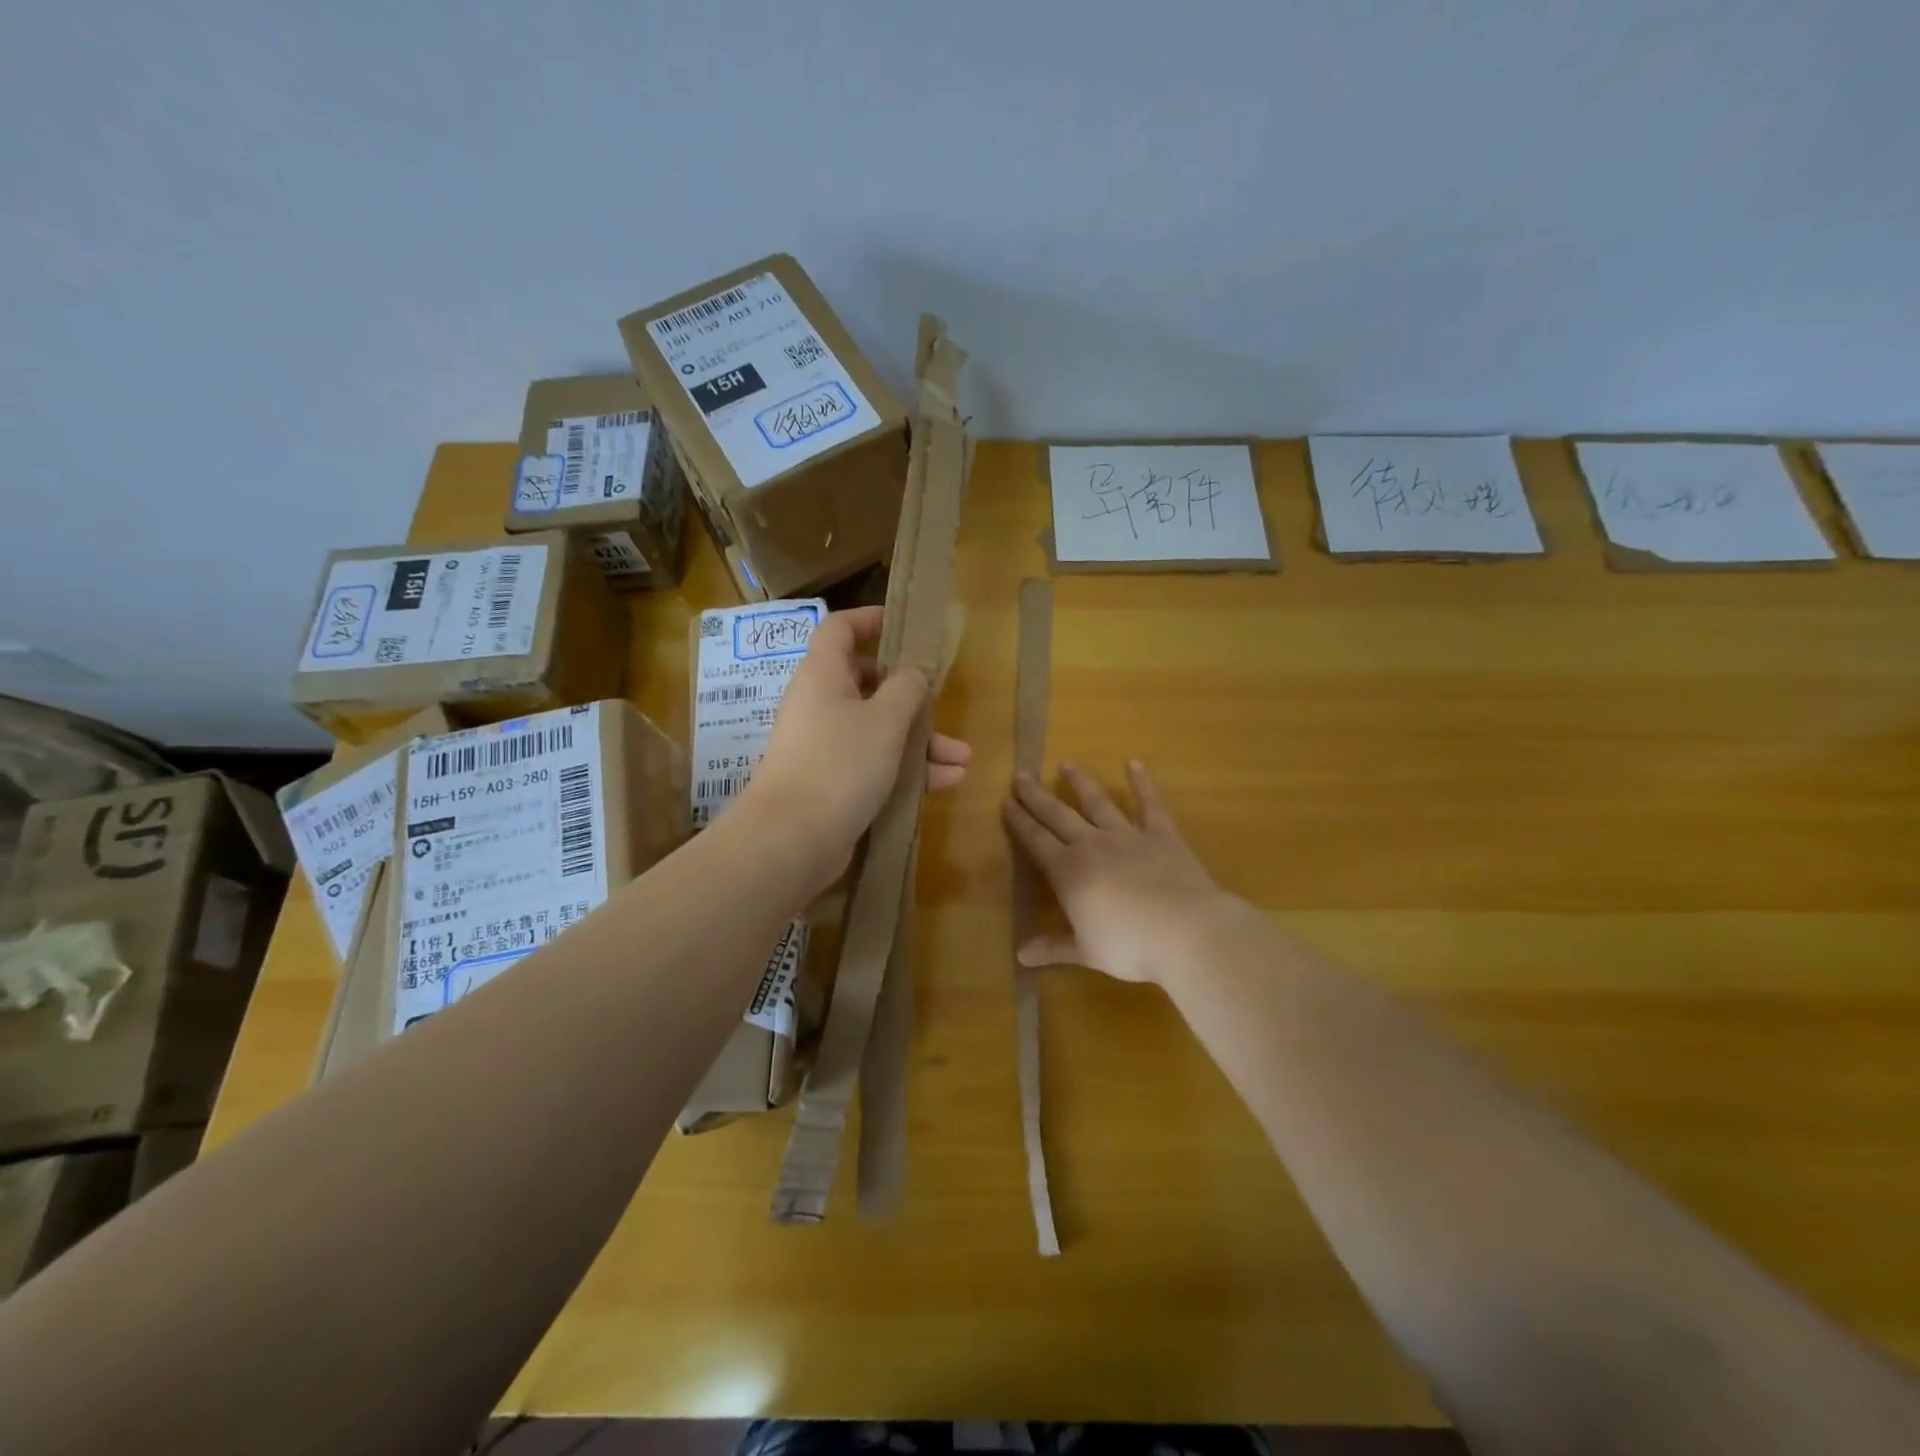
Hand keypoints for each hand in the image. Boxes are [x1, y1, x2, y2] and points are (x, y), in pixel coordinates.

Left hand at [743, 606, 970, 882]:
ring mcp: (825, 746)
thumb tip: (913, 674)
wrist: (793, 838)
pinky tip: (946, 782)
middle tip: (941, 704)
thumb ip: (906, 689)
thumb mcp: (885, 720)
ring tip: (963, 759)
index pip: (839, 629)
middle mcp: (820, 705)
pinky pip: (875, 764)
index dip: (870, 620)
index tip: (903, 624)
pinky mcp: (833, 782)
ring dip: (921, 742)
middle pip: (868, 684)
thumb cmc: (840, 763)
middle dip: (911, 697)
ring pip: (878, 730)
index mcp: (824, 675)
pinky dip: (907, 770)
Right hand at [1003, 760, 1244, 986]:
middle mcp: (1093, 845)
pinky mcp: (1161, 835)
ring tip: (1066, 763)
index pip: (1036, 841)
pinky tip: (1134, 763)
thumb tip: (1021, 955)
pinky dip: (1142, 783)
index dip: (1020, 822)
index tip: (1005, 802)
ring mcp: (1128, 836)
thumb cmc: (1130, 946)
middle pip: (1058, 815)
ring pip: (1097, 802)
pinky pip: (1149, 804)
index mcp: (1069, 872)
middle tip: (1020, 775)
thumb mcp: (1087, 951)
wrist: (1187, 931)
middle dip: (1037, 796)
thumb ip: (1054, 947)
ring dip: (1080, 782)